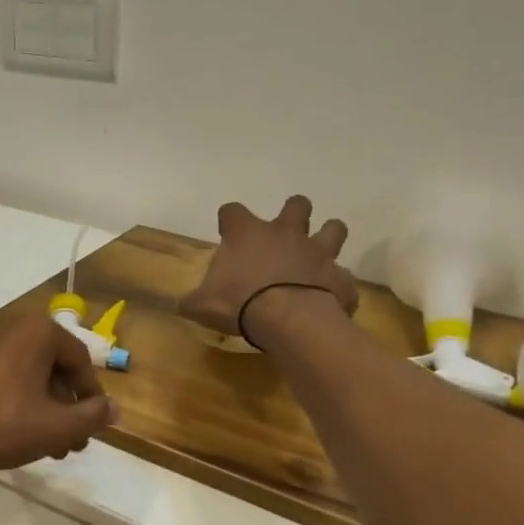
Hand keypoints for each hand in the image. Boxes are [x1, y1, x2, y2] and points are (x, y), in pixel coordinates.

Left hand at [0, 310, 118, 477]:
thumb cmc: (1, 426)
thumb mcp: (56, 426)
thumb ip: (92, 416)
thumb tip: (115, 408)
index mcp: (36, 331)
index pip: (80, 360)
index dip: (92, 396)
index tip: (94, 425)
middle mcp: (9, 327)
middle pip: (53, 368)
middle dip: (67, 407)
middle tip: (73, 442)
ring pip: (27, 376)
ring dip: (44, 409)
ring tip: (49, 446)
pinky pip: (2, 379)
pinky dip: (17, 402)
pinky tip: (17, 434)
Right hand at [178, 196, 357, 344]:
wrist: (288, 319)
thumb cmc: (239, 303)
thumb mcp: (201, 305)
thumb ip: (190, 301)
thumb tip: (180, 303)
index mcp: (247, 234)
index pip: (232, 211)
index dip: (229, 220)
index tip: (226, 232)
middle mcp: (286, 233)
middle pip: (296, 205)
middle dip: (293, 213)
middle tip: (285, 234)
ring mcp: (318, 252)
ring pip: (334, 228)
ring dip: (328, 237)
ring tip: (318, 254)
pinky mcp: (339, 277)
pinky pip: (343, 278)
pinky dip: (337, 285)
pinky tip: (329, 297)